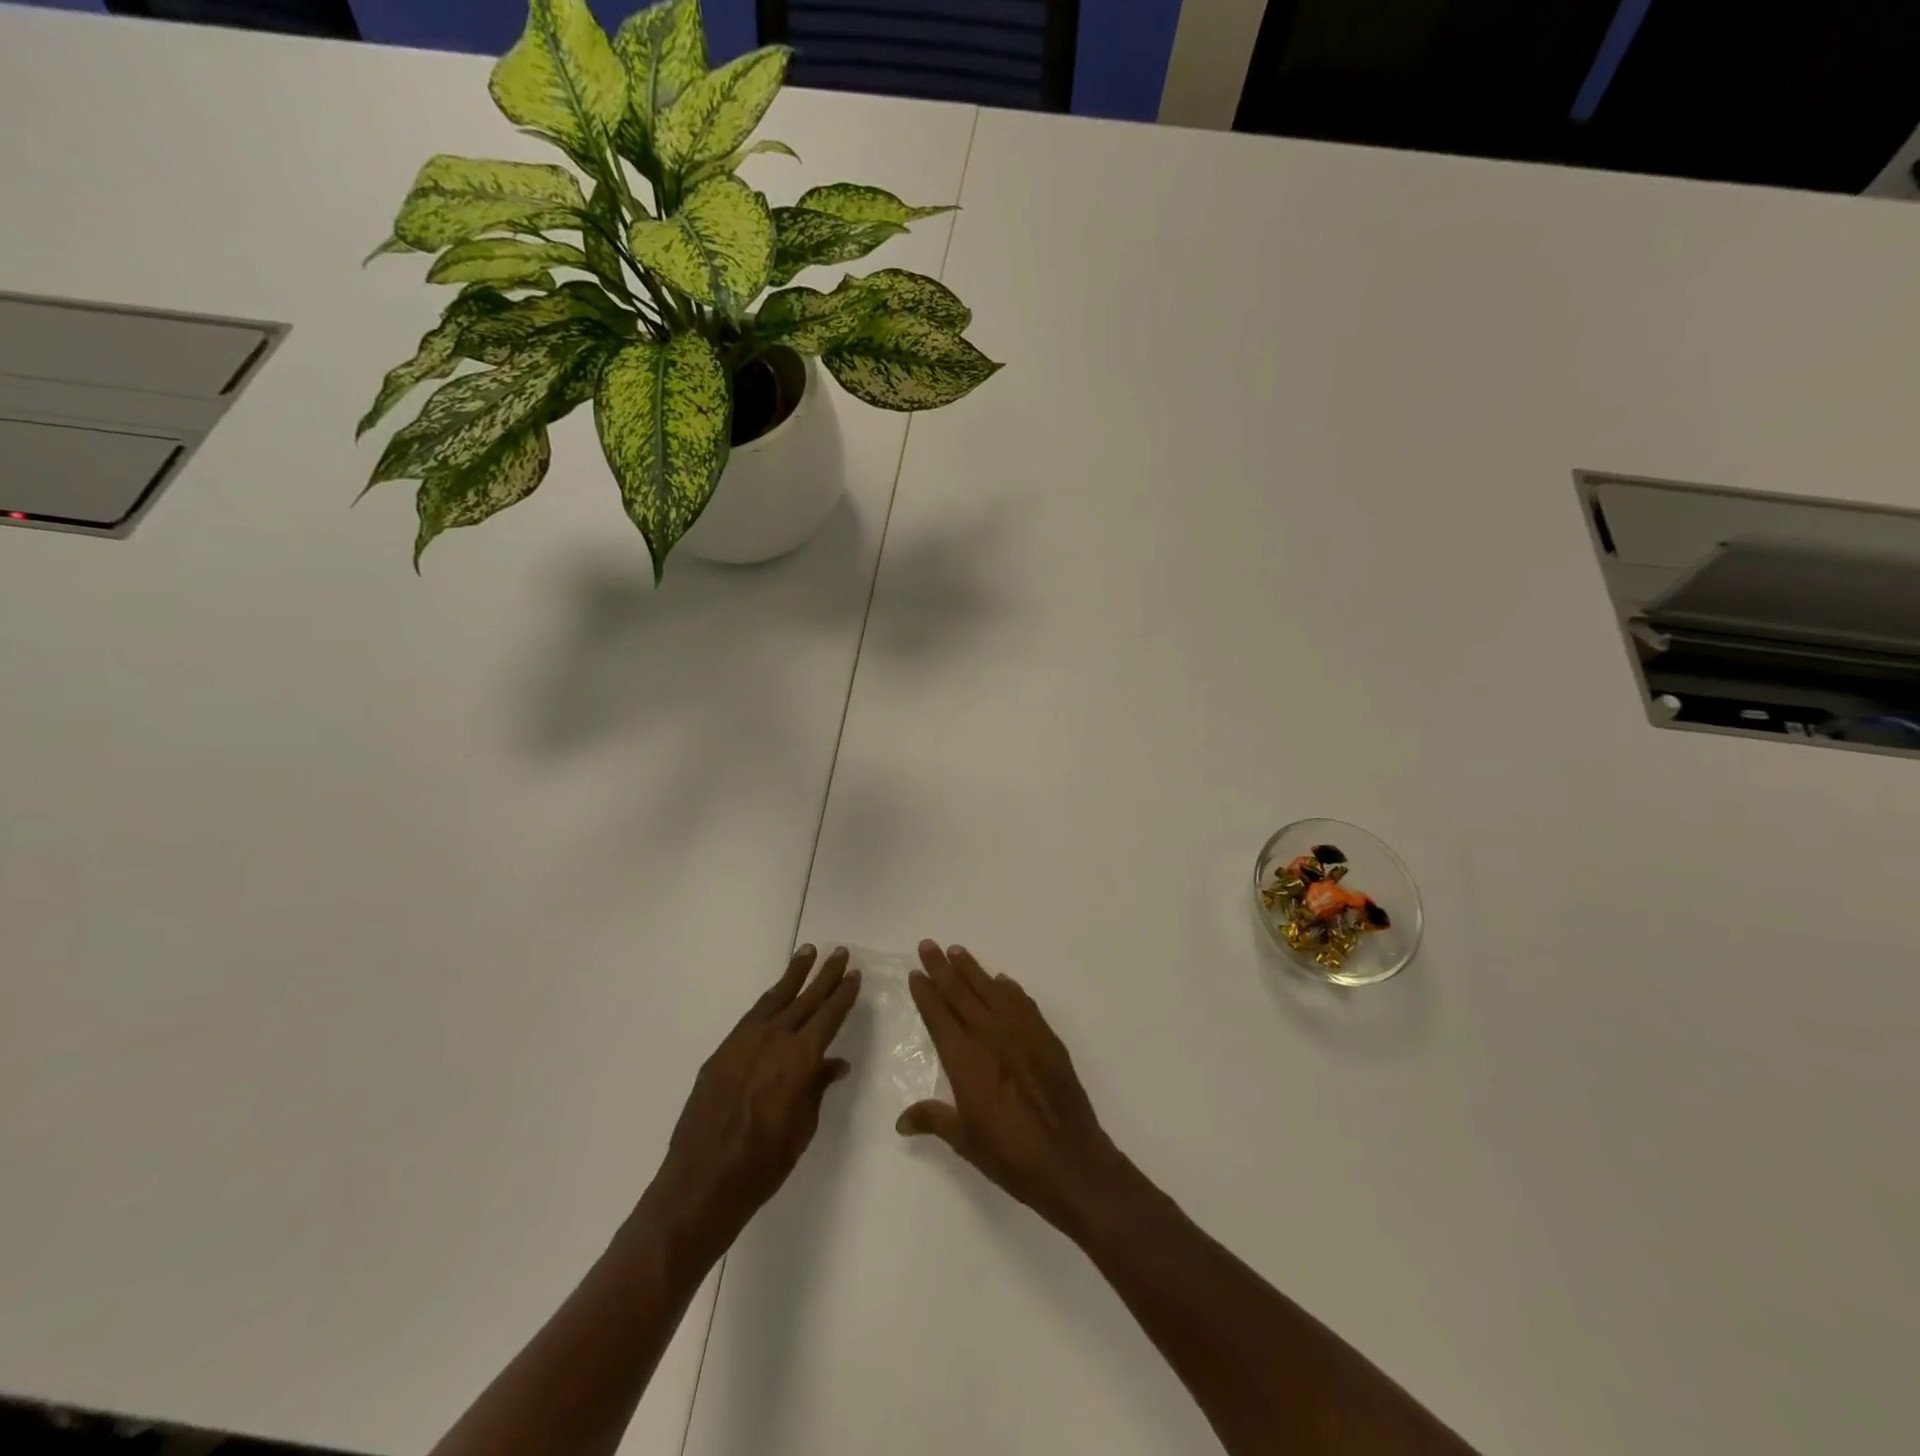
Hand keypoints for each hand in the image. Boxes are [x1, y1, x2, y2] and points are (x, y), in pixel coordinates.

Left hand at [651, 945, 860, 1258]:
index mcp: (800, 1058)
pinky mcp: (723, 1052)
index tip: (855, 975)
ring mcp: (744, 1042)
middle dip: (825, 975)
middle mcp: (774, 1040)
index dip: (844, 995)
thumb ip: (817, 1087)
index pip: (829, 1016)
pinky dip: (768, 1000)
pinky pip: (752, 1016)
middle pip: (805, 999)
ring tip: (807, 952)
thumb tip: (834, 1064)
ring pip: (775, 998)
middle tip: (840, 952)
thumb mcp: (803, 1127)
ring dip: (794, 975)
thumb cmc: (764, 1163)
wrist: (702, 1181)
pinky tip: (776, 994)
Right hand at [897, 941, 1130, 1238]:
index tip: (916, 973)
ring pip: (991, 990)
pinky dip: (1009, 989)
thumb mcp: (965, 1140)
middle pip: (961, 993)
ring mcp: (1021, 1032)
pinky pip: (1023, 1003)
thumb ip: (934, 1120)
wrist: (1068, 1159)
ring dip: (972, 969)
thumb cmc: (1010, 1154)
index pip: (938, 1015)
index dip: (926, 993)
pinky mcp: (1045, 1037)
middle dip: (942, 968)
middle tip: (928, 945)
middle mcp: (990, 1035)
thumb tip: (901, 1120)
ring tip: (957, 952)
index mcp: (964, 1058)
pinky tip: (1002, 981)